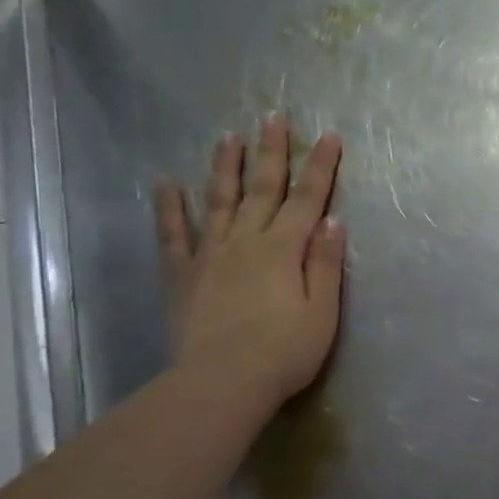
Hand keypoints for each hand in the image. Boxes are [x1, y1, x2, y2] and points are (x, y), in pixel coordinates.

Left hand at [154, 115, 344, 415]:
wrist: (223, 382)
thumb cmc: (285, 351)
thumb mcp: (322, 312)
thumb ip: (325, 263)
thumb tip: (332, 220)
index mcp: (283, 249)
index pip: (307, 199)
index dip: (320, 167)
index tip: (329, 136)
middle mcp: (246, 241)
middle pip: (262, 189)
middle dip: (272, 151)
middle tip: (275, 116)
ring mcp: (210, 255)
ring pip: (219, 200)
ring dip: (226, 166)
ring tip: (229, 136)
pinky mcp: (183, 275)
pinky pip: (173, 235)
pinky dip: (169, 208)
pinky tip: (166, 184)